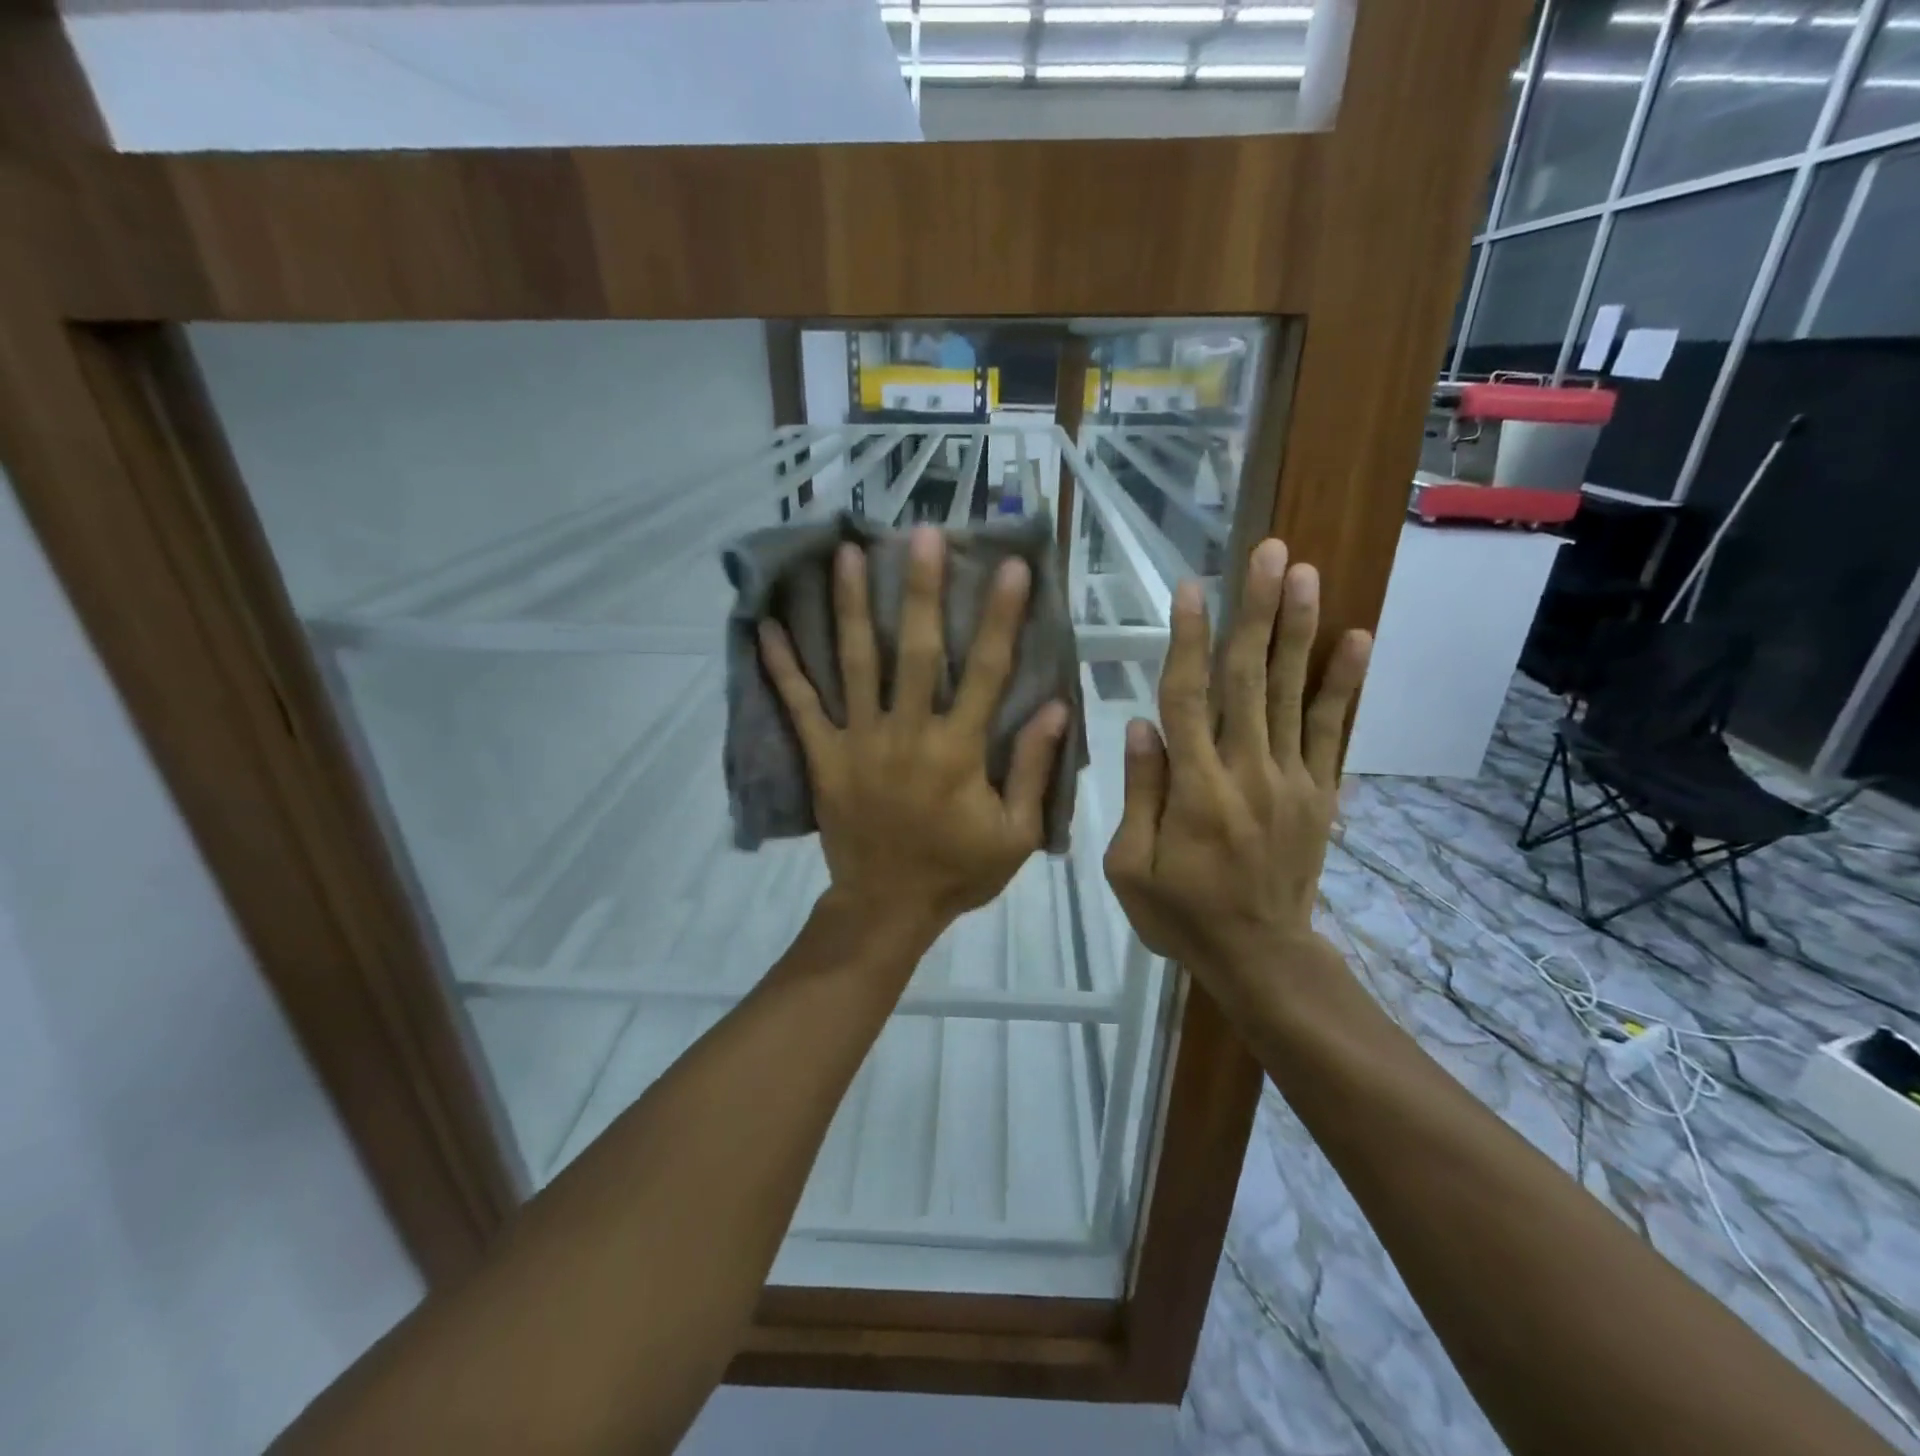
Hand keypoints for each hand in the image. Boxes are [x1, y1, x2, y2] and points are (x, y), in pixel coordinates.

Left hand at [758, 526, 1069, 939]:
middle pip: (917, 652)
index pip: (986, 672)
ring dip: (851, 608)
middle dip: (921, 591)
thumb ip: (1033, 770)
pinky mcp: (823, 758)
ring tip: (845, 554)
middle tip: (919, 533)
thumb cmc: (957, 871)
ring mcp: (858, 743)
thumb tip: (1053, 707)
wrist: (888, 909)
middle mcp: (907, 734)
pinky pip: (800, 708)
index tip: (1011, 568)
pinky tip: (766, 626)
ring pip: (855, 665)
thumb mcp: (1015, 834)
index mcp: (958, 751)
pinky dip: (782, 668)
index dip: (1001, 618)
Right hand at [1103, 538, 1370, 1005]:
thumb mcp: (1129, 867)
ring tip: (1305, 574)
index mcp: (1195, 789)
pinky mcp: (1320, 792)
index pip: (1187, 698)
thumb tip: (1141, 725)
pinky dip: (1345, 685)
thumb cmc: (1181, 914)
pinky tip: (1357, 639)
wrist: (1261, 958)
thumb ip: (1139, 793)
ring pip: (1293, 693)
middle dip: (1255, 612)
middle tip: (1267, 553)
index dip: (1187, 640)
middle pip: (1248, 679)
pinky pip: (1333, 731)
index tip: (1191, 589)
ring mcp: (1291, 779)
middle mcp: (1247, 770)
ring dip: (1298, 630)